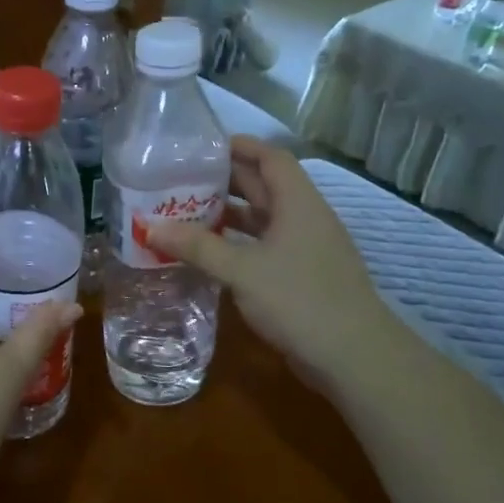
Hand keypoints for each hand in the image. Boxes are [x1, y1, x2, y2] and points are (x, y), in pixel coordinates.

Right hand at [146, 137, 378, 375]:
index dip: (241, 146)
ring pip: (263, 219)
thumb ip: (198, 246)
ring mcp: (305, 249)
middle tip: (182, 179)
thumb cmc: (299, 300)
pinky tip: (210, 252)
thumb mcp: (242, 270)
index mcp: (298, 203)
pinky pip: (264, 247)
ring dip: (229, 215)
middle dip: (225, 181)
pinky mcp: (301, 276)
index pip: (271, 158)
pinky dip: (238, 244)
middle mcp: (304, 219)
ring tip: (186, 212)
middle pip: (264, 186)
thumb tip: (150, 227)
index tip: (203, 146)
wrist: (353, 357)